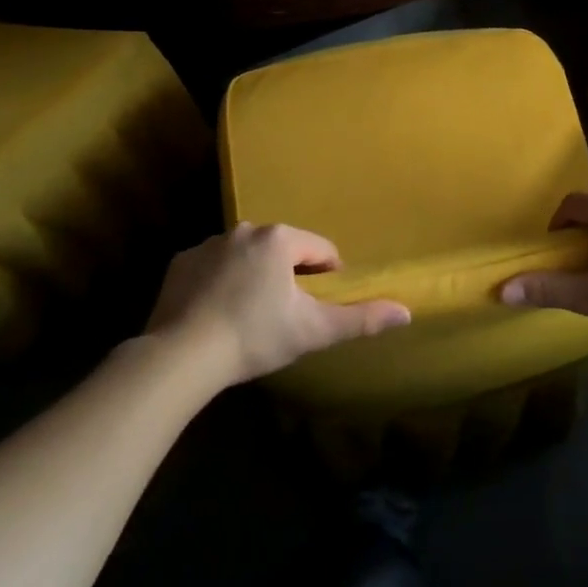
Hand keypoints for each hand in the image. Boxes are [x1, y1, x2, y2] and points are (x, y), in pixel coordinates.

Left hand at [146, 223, 409, 386]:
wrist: (181, 356)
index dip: (328, 279)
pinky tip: (218, 315)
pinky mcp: (180, 263)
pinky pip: (214, 268)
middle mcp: (245, 230)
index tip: (318, 308)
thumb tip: (407, 312)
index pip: (321, 251)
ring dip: (256, 278)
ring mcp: (209, 244)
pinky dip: (221, 284)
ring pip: (248, 257)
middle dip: (290, 278)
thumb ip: (361, 318)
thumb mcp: (314, 330)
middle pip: (284, 251)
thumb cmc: (255, 337)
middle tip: (285, 317)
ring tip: (250, 318)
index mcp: (280, 239)